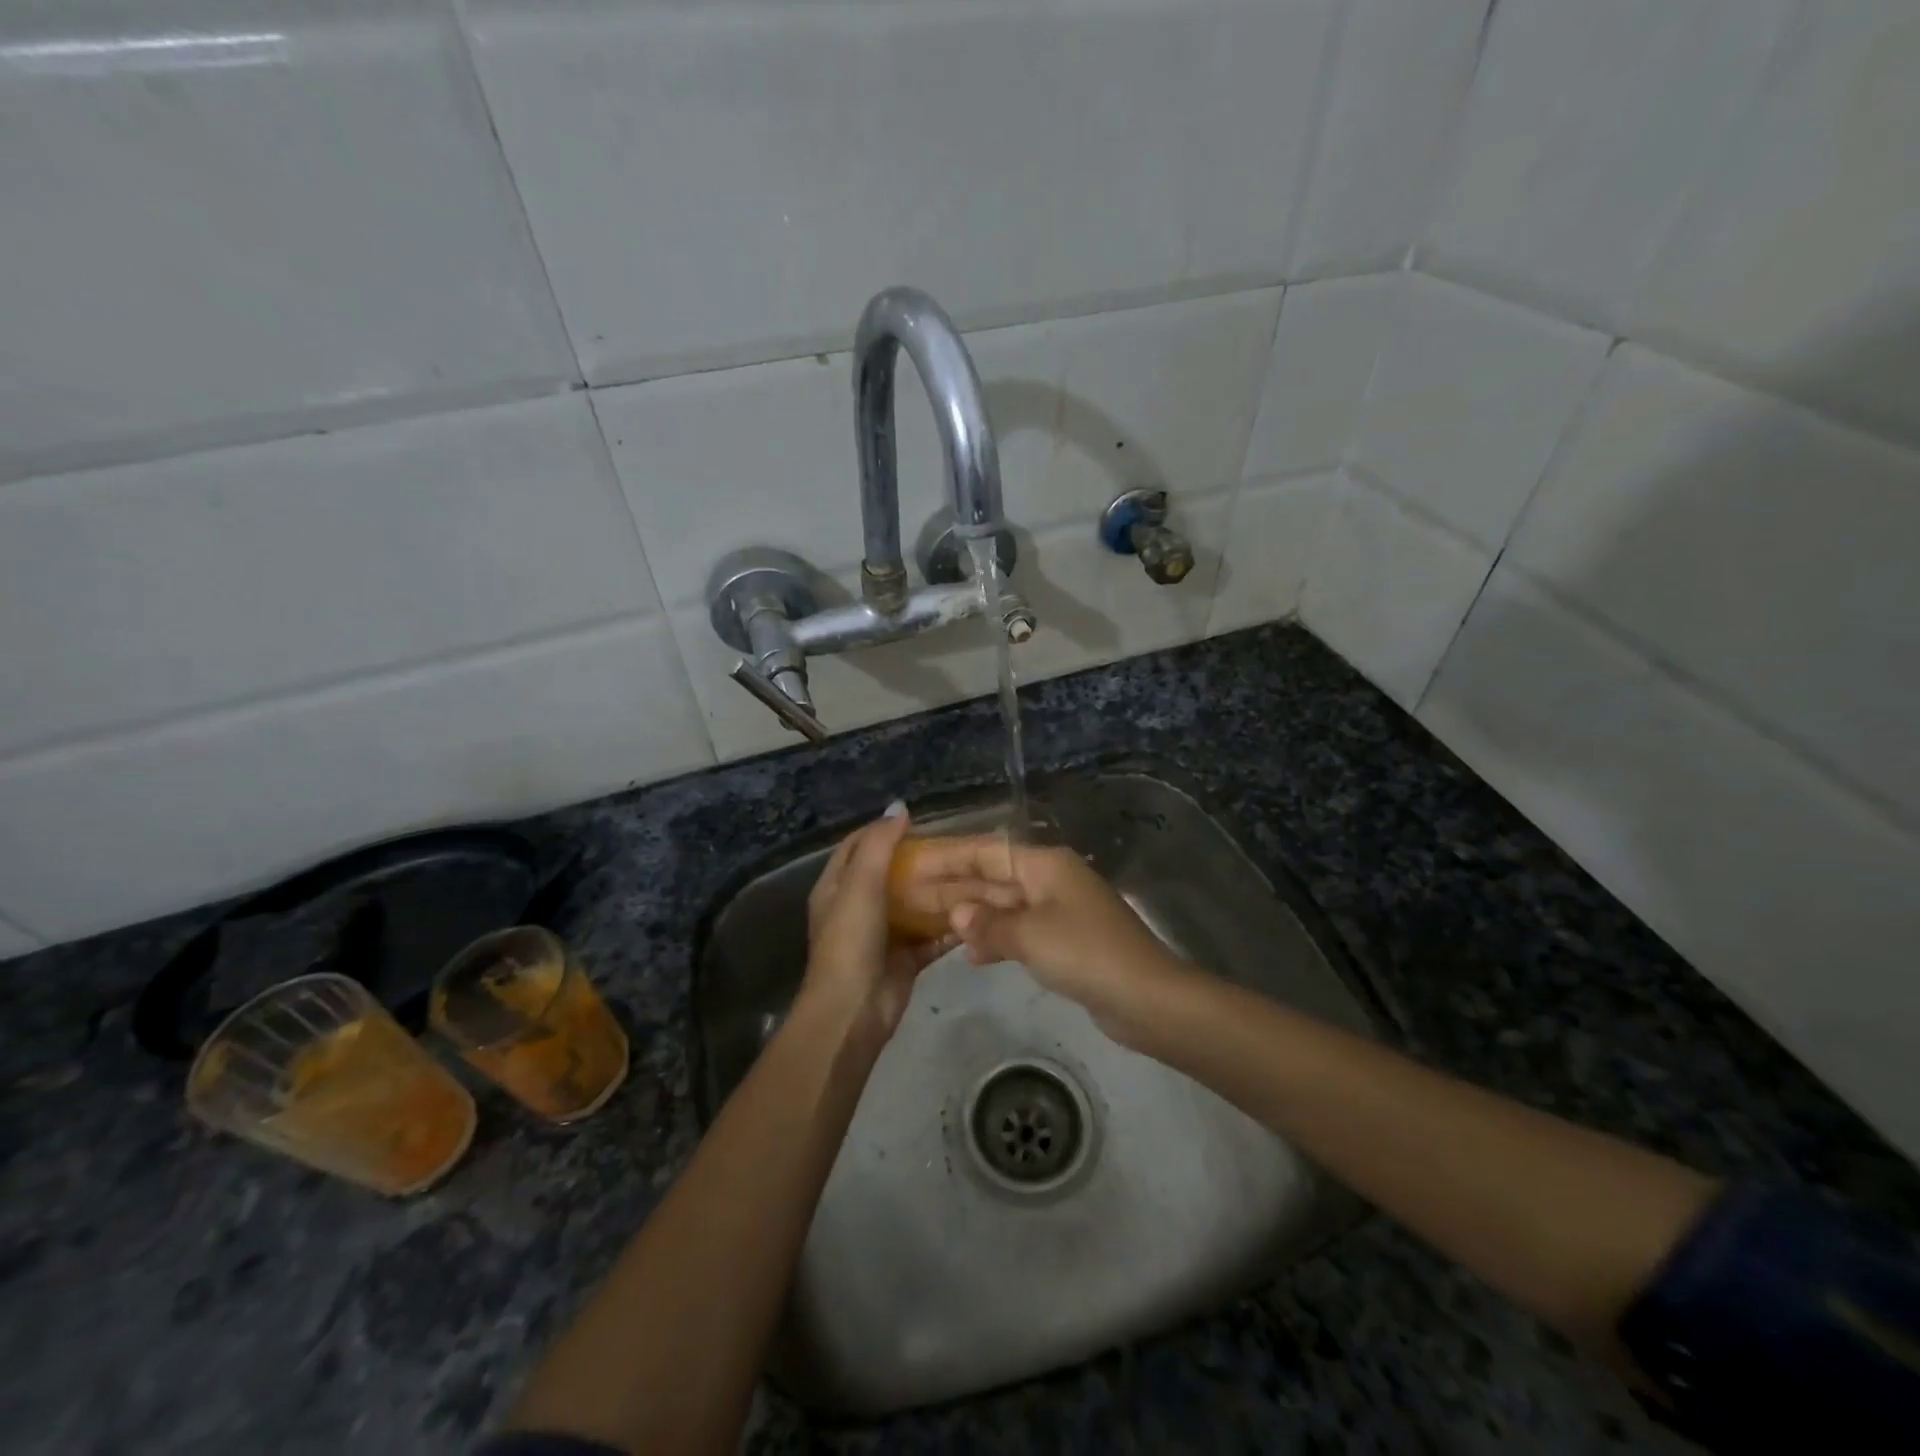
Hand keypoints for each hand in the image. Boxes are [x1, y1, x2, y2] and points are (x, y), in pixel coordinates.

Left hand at [802, 807, 1014, 1039]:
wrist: (854, 1011)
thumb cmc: (850, 941)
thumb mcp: (860, 885)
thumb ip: (878, 845)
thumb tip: (900, 808)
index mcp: (837, 887)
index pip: (858, 845)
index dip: (883, 830)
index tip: (917, 820)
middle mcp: (858, 906)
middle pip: (891, 874)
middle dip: (920, 861)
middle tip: (955, 846)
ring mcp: (883, 934)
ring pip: (915, 905)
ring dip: (939, 893)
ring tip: (973, 873)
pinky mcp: (905, 958)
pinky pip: (931, 936)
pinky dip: (950, 926)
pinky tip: (976, 912)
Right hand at [909, 835, 1189, 1045]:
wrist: (1147, 999)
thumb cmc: (1086, 954)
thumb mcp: (1031, 935)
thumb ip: (989, 923)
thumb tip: (956, 914)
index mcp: (1044, 864)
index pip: (985, 851)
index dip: (946, 857)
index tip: (911, 863)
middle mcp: (1049, 880)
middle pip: (992, 877)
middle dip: (953, 887)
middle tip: (908, 896)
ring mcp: (1058, 911)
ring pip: (1003, 906)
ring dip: (971, 915)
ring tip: (929, 924)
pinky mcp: (1064, 942)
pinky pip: (1018, 932)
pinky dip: (995, 940)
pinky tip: (970, 954)